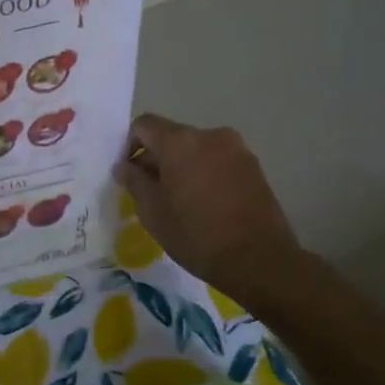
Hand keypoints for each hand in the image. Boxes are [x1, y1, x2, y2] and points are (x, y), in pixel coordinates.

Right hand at [114, 114, 303, 302]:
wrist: (258, 260)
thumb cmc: (196, 234)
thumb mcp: (152, 211)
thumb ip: (134, 181)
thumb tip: (125, 166)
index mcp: (180, 142)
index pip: (144, 125)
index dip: (129, 145)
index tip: (128, 174)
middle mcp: (210, 136)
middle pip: (172, 137)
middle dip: (156, 159)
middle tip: (150, 192)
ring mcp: (237, 150)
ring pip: (196, 150)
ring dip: (181, 167)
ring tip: (179, 201)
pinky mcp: (254, 167)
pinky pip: (217, 161)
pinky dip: (204, 174)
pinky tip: (204, 205)